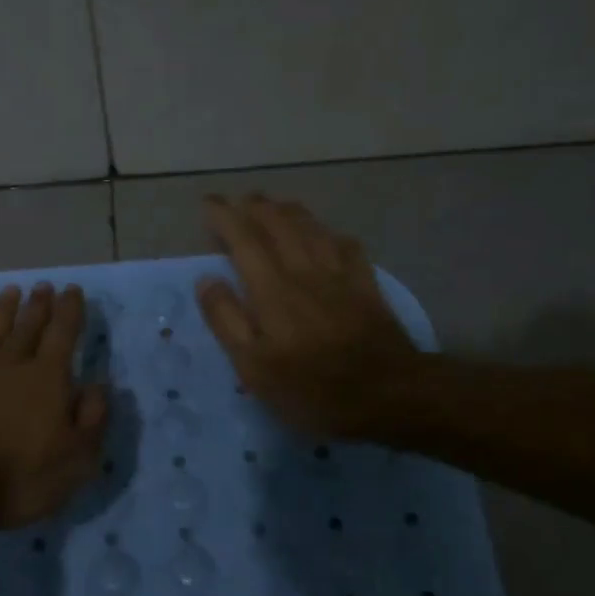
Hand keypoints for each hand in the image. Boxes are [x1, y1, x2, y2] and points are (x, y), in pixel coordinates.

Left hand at [0, 282, 109, 529]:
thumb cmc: (22, 474)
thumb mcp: (77, 456)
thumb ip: (93, 418)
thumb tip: (99, 386)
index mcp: (48, 377)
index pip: (63, 333)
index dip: (70, 310)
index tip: (72, 289)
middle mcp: (12, 365)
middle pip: (28, 327)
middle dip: (39, 305)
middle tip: (43, 285)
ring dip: (3, 312)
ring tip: (10, 291)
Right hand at [196, 194, 419, 438]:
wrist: (388, 395)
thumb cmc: (312, 388)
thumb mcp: (255, 367)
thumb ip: (228, 320)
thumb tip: (206, 280)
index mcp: (272, 289)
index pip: (244, 239)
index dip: (224, 217)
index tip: (209, 202)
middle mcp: (304, 271)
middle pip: (279, 224)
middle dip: (256, 206)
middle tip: (238, 200)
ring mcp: (340, 276)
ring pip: (312, 228)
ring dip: (289, 211)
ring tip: (274, 205)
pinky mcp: (367, 286)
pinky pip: (347, 246)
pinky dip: (330, 233)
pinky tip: (327, 235)